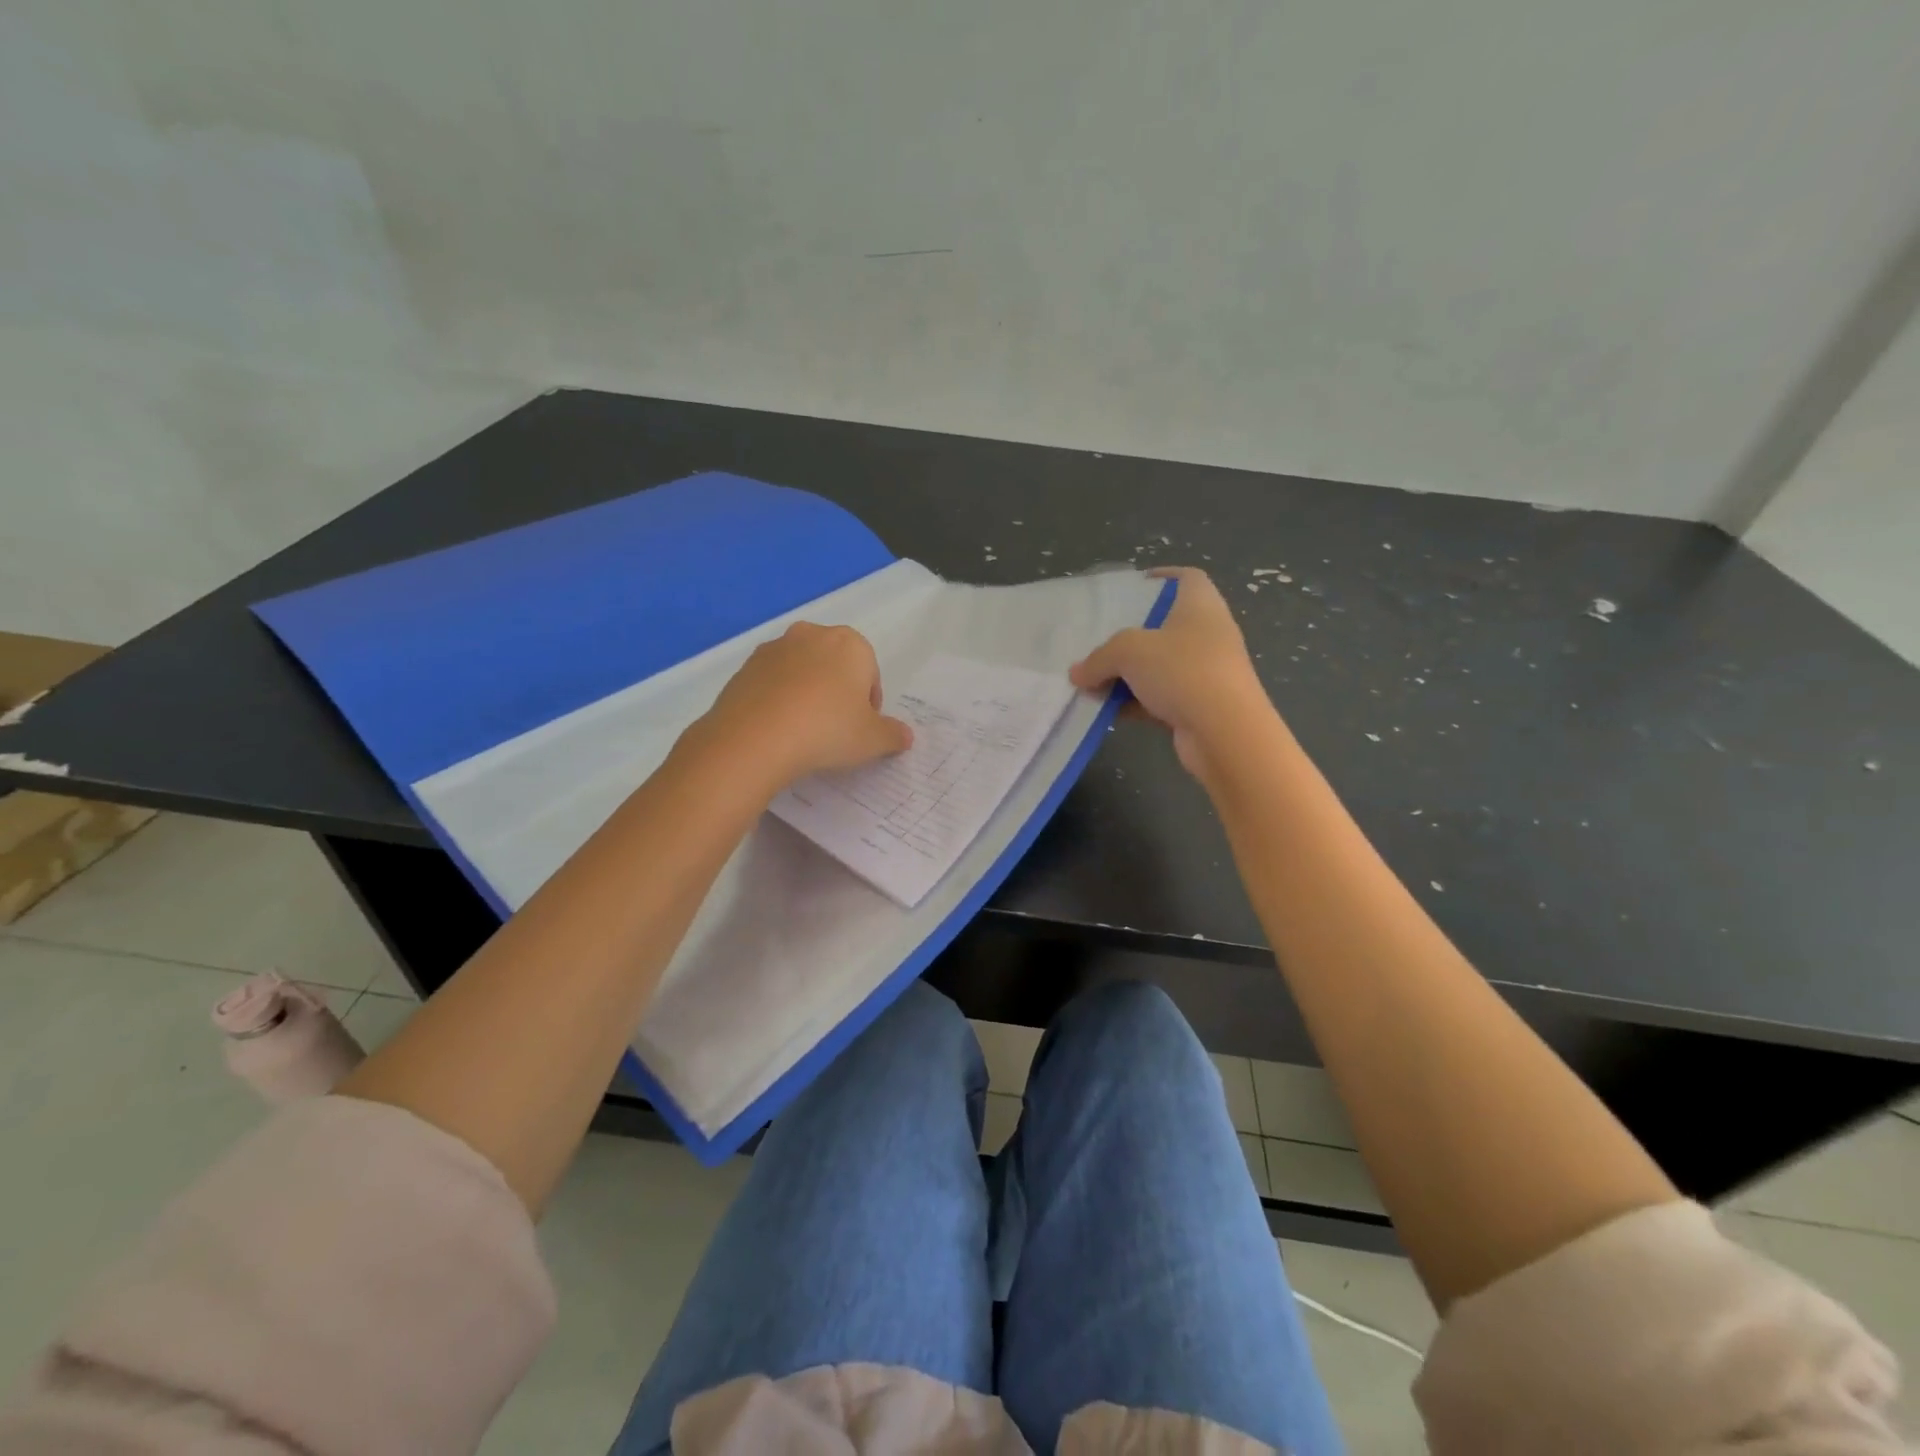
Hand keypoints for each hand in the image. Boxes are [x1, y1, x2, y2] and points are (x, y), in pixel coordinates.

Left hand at [681, 623, 912, 794]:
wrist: (755, 737)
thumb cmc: (827, 730)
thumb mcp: (872, 740)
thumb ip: (893, 735)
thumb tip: (905, 736)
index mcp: (851, 644)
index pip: (870, 672)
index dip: (869, 704)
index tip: (861, 729)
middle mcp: (812, 635)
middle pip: (835, 666)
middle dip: (837, 692)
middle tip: (835, 729)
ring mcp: (774, 648)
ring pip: (802, 672)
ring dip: (806, 694)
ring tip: (803, 732)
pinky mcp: (745, 667)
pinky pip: (772, 683)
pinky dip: (778, 700)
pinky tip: (778, 730)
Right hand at [1069, 567, 1272, 780]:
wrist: (1225, 733)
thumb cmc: (1182, 671)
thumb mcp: (1129, 652)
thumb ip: (1099, 658)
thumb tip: (1077, 673)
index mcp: (1200, 607)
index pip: (1187, 578)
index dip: (1162, 577)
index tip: (1134, 586)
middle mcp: (1208, 635)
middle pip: (1166, 626)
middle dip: (1130, 635)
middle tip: (1099, 639)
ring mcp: (1206, 673)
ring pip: (1160, 666)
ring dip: (1127, 674)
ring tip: (1092, 681)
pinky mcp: (1200, 706)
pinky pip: (1161, 698)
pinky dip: (1136, 702)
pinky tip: (1108, 711)